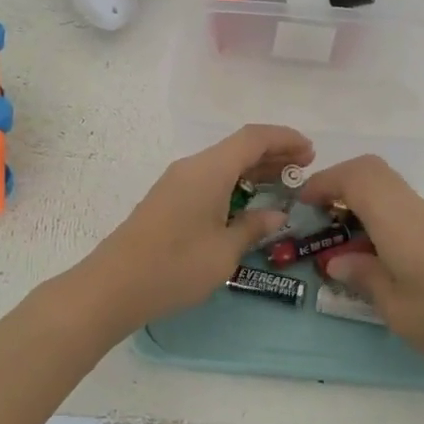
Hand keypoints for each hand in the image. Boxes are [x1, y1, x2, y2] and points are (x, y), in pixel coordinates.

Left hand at [74, 124, 313, 333]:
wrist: (113, 286)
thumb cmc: (175, 266)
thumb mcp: (224, 251)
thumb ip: (253, 227)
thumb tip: (276, 214)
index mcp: (209, 170)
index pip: (253, 138)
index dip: (284, 138)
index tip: (310, 151)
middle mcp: (192, 167)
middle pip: (238, 148)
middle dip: (272, 154)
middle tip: (303, 170)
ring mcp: (176, 183)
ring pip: (223, 164)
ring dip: (253, 170)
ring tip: (283, 185)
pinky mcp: (168, 200)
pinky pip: (209, 180)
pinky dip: (234, 183)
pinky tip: (248, 203)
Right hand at [300, 154, 423, 373]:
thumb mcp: (393, 305)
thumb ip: (361, 276)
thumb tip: (337, 261)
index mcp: (396, 218)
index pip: (354, 177)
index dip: (323, 182)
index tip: (301, 205)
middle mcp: (413, 207)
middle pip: (371, 170)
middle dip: (338, 183)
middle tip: (317, 214)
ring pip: (387, 186)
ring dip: (358, 198)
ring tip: (338, 235)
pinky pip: (400, 205)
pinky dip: (377, 213)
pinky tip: (372, 250)